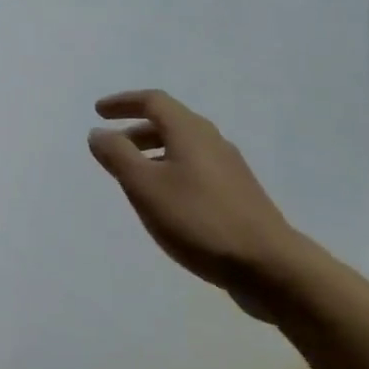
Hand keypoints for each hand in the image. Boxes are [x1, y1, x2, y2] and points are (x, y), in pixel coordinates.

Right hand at [87, 90, 301, 311]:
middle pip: (169, 122)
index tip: (98, 112)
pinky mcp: (238, 195)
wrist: (270, 267)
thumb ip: (118, 155)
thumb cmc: (199, 220)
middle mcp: (211, 141)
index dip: (123, 102)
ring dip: (153, 152)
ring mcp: (229, 169)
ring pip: (183, 147)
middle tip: (112, 146)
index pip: (152, 101)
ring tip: (133, 177)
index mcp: (189, 131)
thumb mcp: (145, 186)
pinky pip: (195, 169)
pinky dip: (171, 171)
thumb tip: (98, 132)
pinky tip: (166, 201)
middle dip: (136, 129)